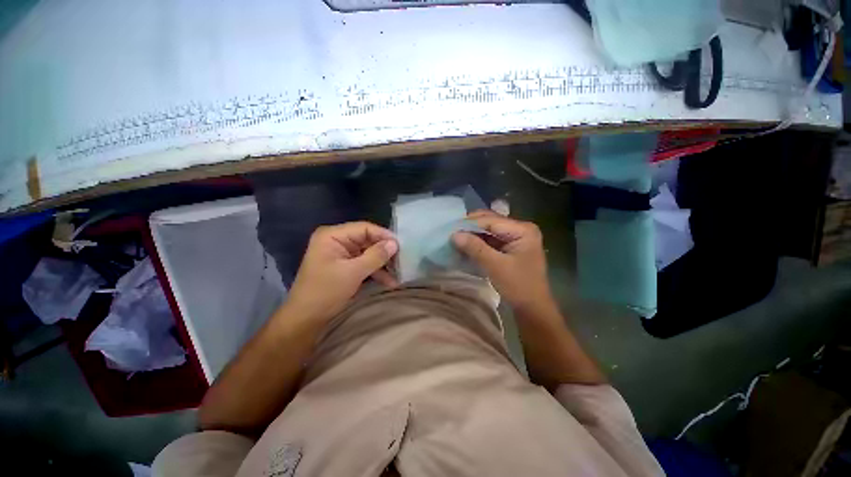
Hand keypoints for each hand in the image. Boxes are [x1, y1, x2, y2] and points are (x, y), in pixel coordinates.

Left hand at [285, 222, 398, 322]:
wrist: (305, 320)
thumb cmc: (325, 292)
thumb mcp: (353, 273)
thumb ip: (375, 256)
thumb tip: (395, 243)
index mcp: (332, 236)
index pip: (364, 228)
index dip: (383, 235)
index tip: (401, 245)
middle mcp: (337, 241)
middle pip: (367, 240)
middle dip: (384, 251)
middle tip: (402, 259)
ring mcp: (341, 254)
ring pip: (368, 253)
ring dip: (382, 264)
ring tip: (399, 272)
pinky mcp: (345, 267)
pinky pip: (364, 264)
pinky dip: (376, 272)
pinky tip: (389, 281)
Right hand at [452, 211, 553, 311]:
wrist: (532, 308)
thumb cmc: (518, 286)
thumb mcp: (495, 266)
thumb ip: (475, 248)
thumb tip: (454, 234)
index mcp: (523, 230)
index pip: (492, 220)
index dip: (470, 223)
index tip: (450, 228)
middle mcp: (520, 229)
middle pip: (490, 222)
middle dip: (471, 227)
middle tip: (451, 232)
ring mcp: (515, 238)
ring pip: (488, 230)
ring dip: (472, 234)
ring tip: (455, 238)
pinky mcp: (509, 247)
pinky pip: (490, 240)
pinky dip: (477, 242)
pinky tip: (465, 245)